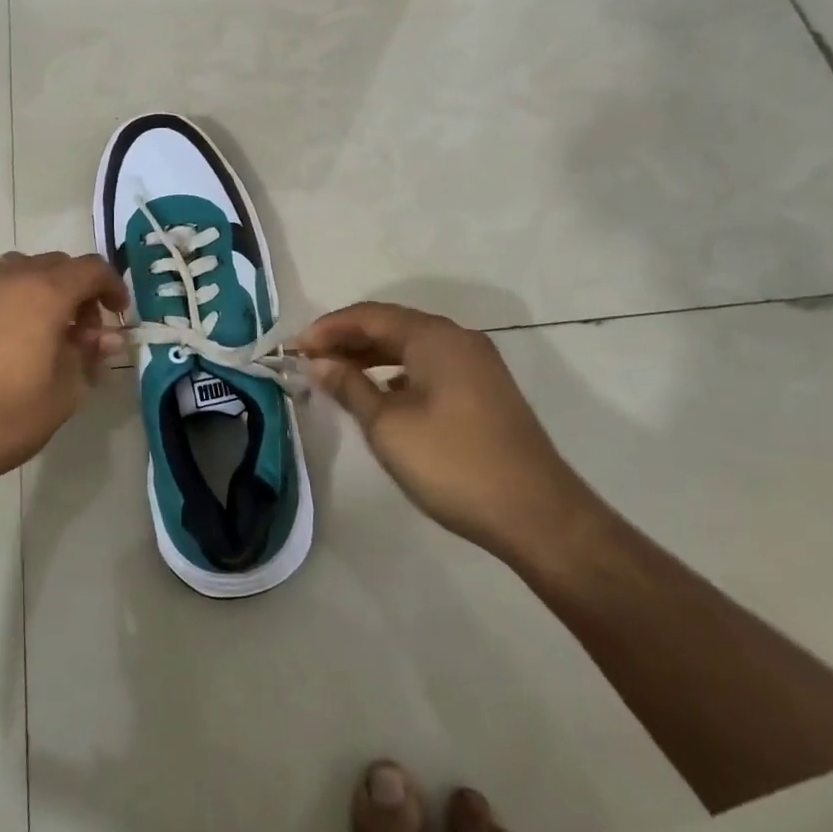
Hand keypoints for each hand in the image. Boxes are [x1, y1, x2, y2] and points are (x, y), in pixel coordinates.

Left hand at [0, 251, 126, 499]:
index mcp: (44, 292)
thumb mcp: (62, 394)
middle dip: (79, 290)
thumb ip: (87, 357)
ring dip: (45, 290)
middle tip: (84, 332)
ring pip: (22, 271)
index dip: (112, 287)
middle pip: (57, 264)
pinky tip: (9, 340)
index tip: (118, 315)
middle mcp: (9, 277)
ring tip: (46, 333)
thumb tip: (105, 338)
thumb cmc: (1, 418)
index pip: (91, 268)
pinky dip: (13, 299)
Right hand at [292, 302, 594, 559]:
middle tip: (309, 361)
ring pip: (411, 347)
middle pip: (390, 326)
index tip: (293, 348)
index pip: (368, 315)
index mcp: (433, 336)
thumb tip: (319, 362)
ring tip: (337, 376)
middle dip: (347, 340)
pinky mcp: (485, 391)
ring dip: (371, 357)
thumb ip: (349, 386)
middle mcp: (457, 338)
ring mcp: (476, 364)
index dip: (327, 328)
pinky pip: (429, 366)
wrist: (538, 516)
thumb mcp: (387, 425)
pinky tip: (381, 396)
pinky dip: (397, 373)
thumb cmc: (453, 463)